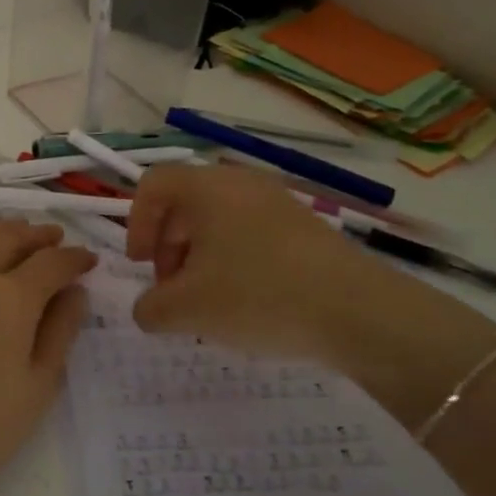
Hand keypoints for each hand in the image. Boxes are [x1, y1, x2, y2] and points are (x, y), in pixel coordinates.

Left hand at [0, 220, 96, 495]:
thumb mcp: (38, 385)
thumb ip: (60, 331)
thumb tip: (75, 291)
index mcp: (13, 298)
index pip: (52, 263)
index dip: (75, 259)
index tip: (90, 261)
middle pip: (11, 240)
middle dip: (39, 236)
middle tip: (57, 239)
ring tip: (18, 233)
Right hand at [125, 164, 495, 424]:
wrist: (360, 312)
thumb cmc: (259, 296)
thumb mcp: (189, 310)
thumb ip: (151, 308)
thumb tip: (148, 309)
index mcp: (206, 188)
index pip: (153, 185)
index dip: (136, 224)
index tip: (142, 266)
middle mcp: (240, 183)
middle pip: (185, 203)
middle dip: (168, 246)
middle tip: (172, 289)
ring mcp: (277, 201)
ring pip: (219, 219)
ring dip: (200, 256)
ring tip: (208, 301)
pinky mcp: (303, 226)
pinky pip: (250, 232)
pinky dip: (234, 259)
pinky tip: (246, 301)